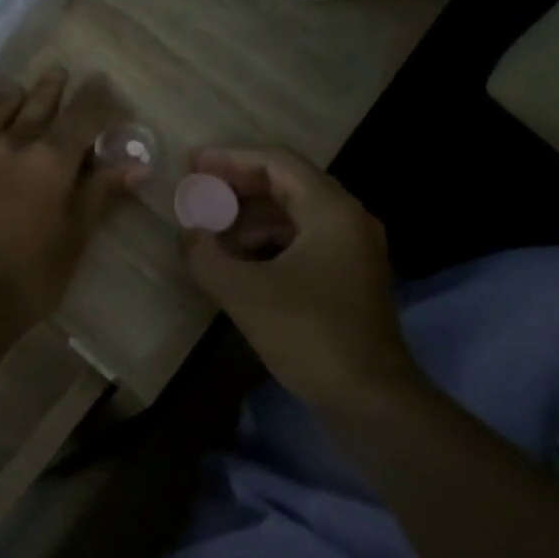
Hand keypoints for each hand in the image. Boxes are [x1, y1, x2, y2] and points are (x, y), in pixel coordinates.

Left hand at [0, 68, 143, 327]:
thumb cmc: (30, 274)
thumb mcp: (75, 236)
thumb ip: (100, 193)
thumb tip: (135, 165)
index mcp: (52, 158)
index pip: (83, 114)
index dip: (100, 100)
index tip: (110, 92)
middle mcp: (15, 144)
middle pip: (39, 103)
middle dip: (56, 88)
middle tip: (65, 73)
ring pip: (2, 110)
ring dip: (19, 96)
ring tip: (25, 88)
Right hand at [182, 147, 419, 406]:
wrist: (369, 398)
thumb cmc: (308, 334)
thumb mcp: (245, 293)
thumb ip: (207, 256)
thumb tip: (188, 233)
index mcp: (331, 210)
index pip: (276, 162)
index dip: (230, 159)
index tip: (192, 164)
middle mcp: (348, 218)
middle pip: (287, 183)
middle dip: (237, 186)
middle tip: (197, 192)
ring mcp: (352, 248)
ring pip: (294, 214)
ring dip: (250, 216)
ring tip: (210, 229)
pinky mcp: (348, 276)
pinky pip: (302, 240)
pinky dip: (267, 241)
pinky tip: (238, 260)